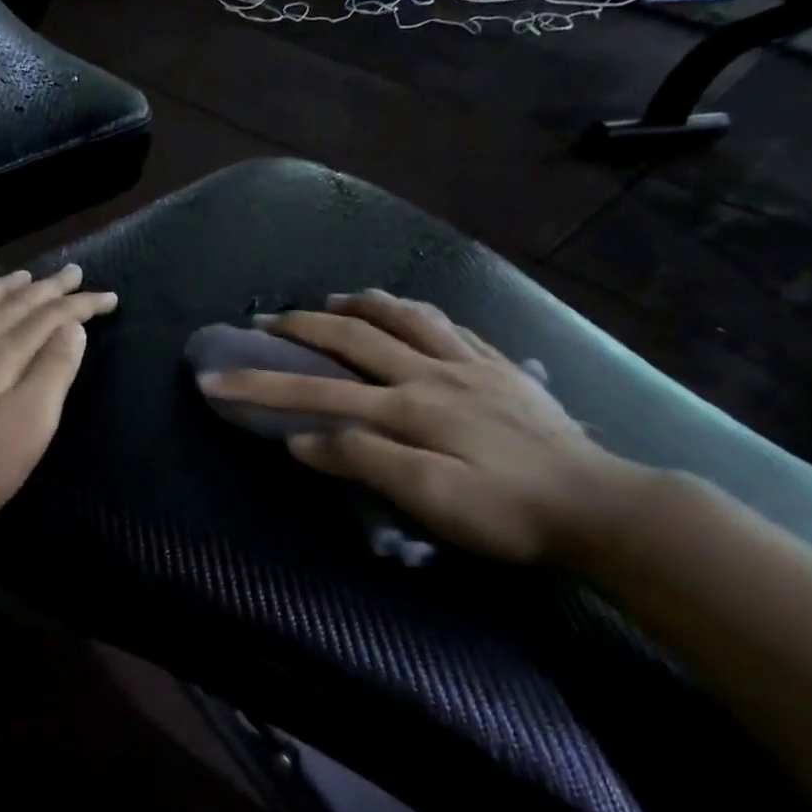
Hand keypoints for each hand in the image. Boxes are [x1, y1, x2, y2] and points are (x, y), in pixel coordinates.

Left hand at [0, 264, 116, 543]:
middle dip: (46, 288)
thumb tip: (72, 328)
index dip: (81, 305)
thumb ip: (52, 373)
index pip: (49, 318)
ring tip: (21, 276)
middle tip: (71, 272)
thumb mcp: (30, 426)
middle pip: (12, 305)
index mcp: (2, 355)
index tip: (108, 296)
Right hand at [197, 289, 643, 563]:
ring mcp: (471, 363)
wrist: (598, 506)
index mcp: (406, 407)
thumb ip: (362, 461)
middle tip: (265, 319)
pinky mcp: (502, 368)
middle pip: (354, 336)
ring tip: (336, 299)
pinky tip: (412, 314)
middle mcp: (431, 371)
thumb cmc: (506, 512)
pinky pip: (452, 323)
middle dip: (301, 325)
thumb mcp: (427, 499)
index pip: (315, 390)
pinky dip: (418, 311)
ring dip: (361, 303)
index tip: (213, 378)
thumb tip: (301, 439)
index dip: (258, 384)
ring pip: (406, 315)